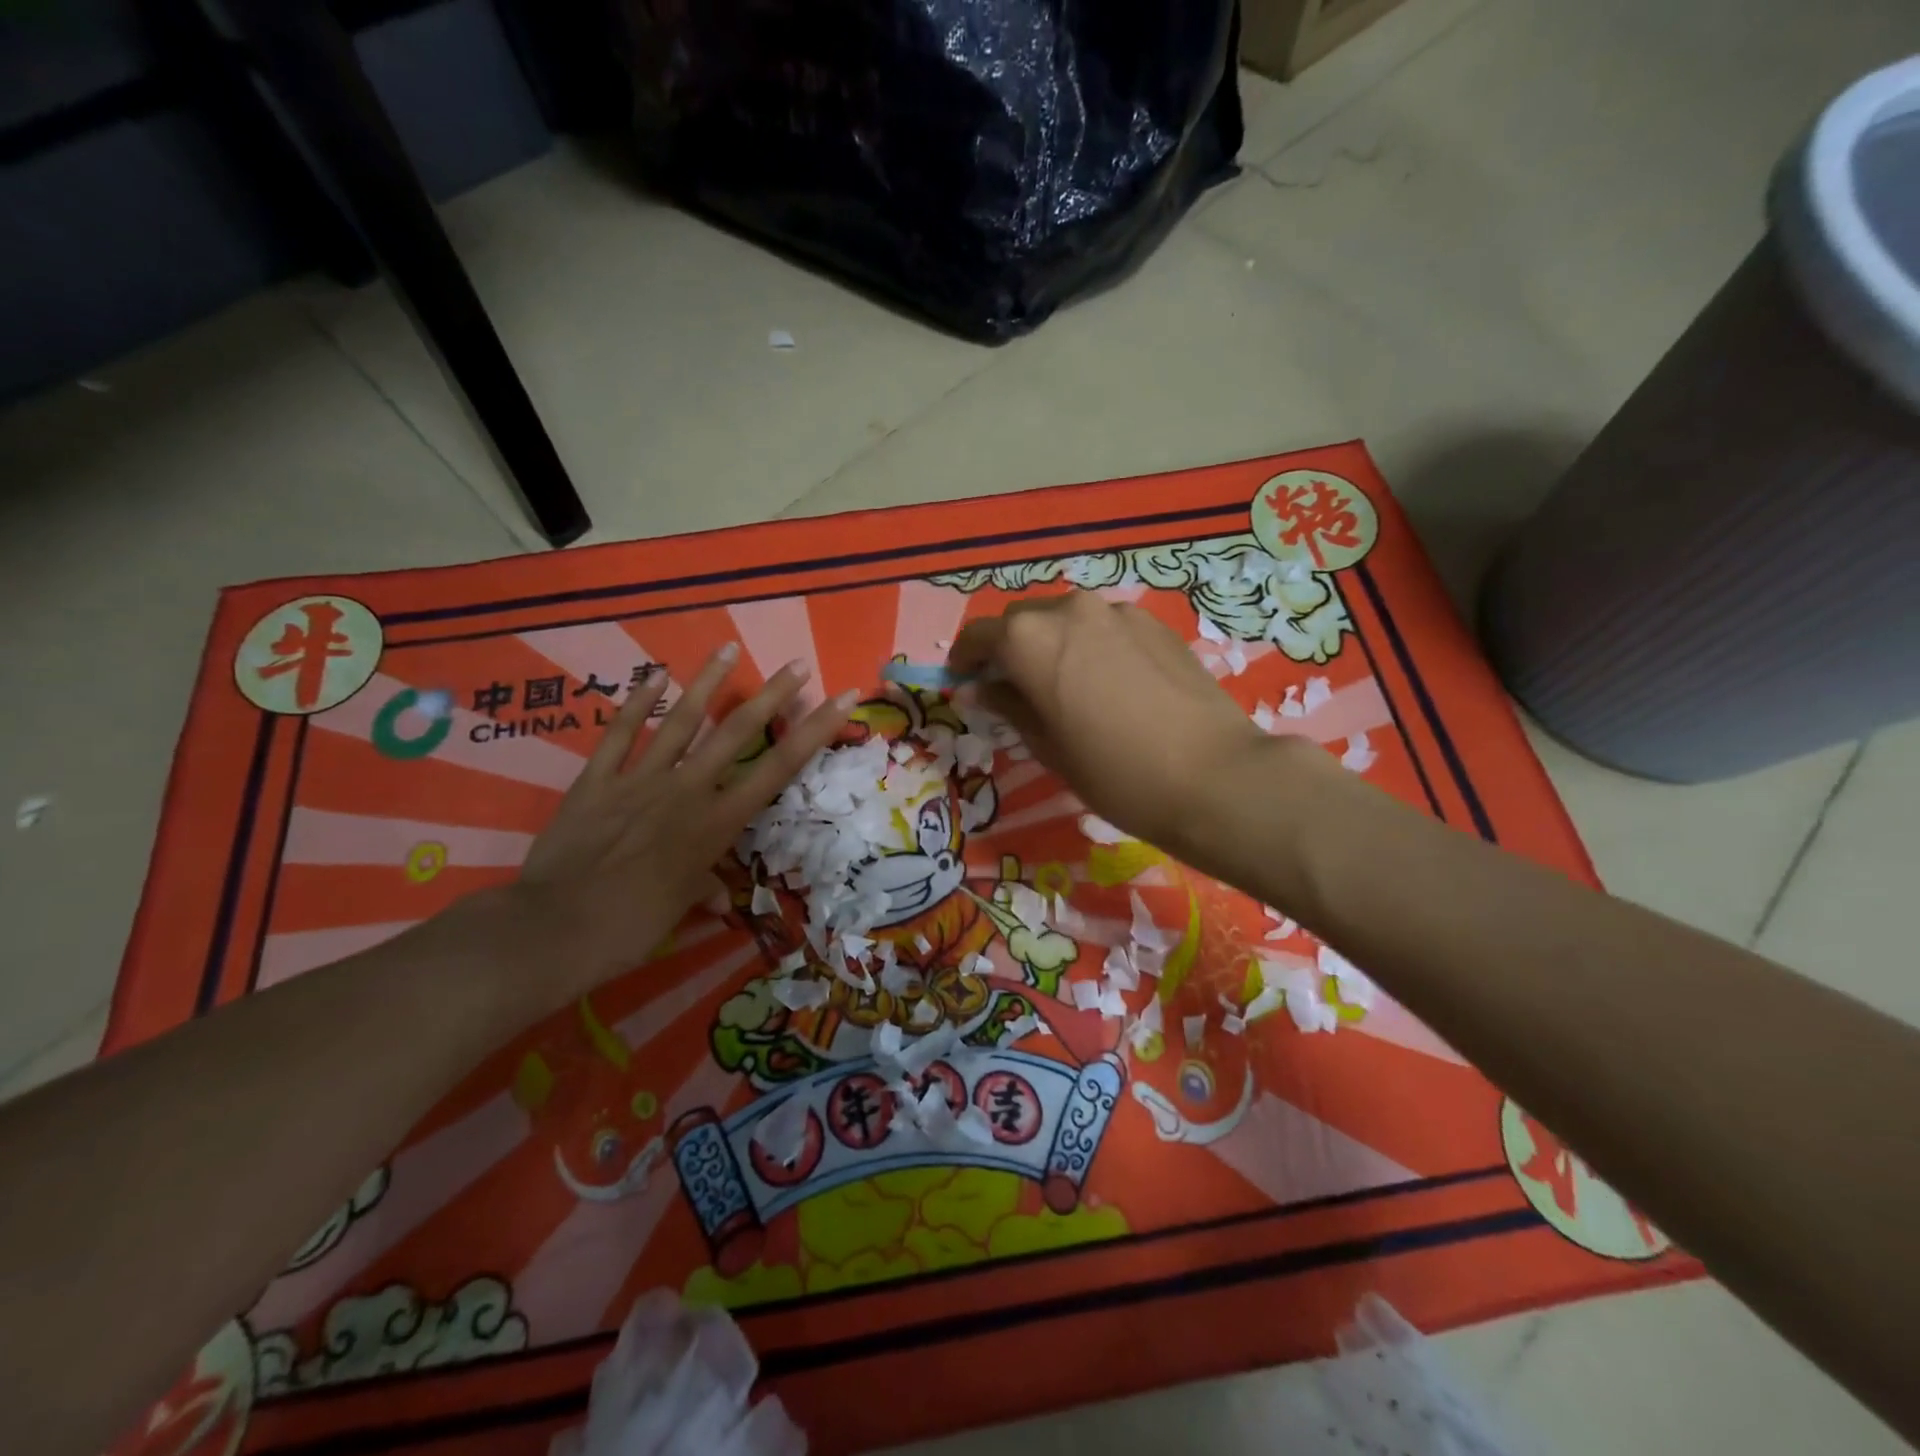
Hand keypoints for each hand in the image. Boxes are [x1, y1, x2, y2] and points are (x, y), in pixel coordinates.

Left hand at [501, 646, 855, 1005]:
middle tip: (797, 665)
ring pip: (681, 722)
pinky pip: (619, 736)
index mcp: (716, 823)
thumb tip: (717, 897)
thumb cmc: (632, 927)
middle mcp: (687, 791)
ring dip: (707, 683)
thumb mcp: (680, 908)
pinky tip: (654, 675)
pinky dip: (636, 705)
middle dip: (772, 696)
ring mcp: (640, 780)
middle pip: (737, 733)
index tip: (841, 699)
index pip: (778, 769)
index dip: (814, 732)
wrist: (555, 929)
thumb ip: (702, 889)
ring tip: (729, 648)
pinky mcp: (596, 781)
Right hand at [950, 592, 1313, 855]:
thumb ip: (1012, 708)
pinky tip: (1108, 684)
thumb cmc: (1115, 774)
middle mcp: (1070, 611)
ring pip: (1067, 620)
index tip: (964, 679)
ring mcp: (1118, 612)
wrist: (1213, 776)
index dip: (966, 657)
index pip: (981, 636)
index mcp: (1031, 640)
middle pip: (1023, 620)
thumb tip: (987, 689)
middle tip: (1013, 687)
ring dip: (1052, 644)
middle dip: (1010, 649)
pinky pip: (1105, 627)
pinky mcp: (1155, 624)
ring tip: (1063, 685)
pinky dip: (1091, 645)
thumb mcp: (1048, 748)